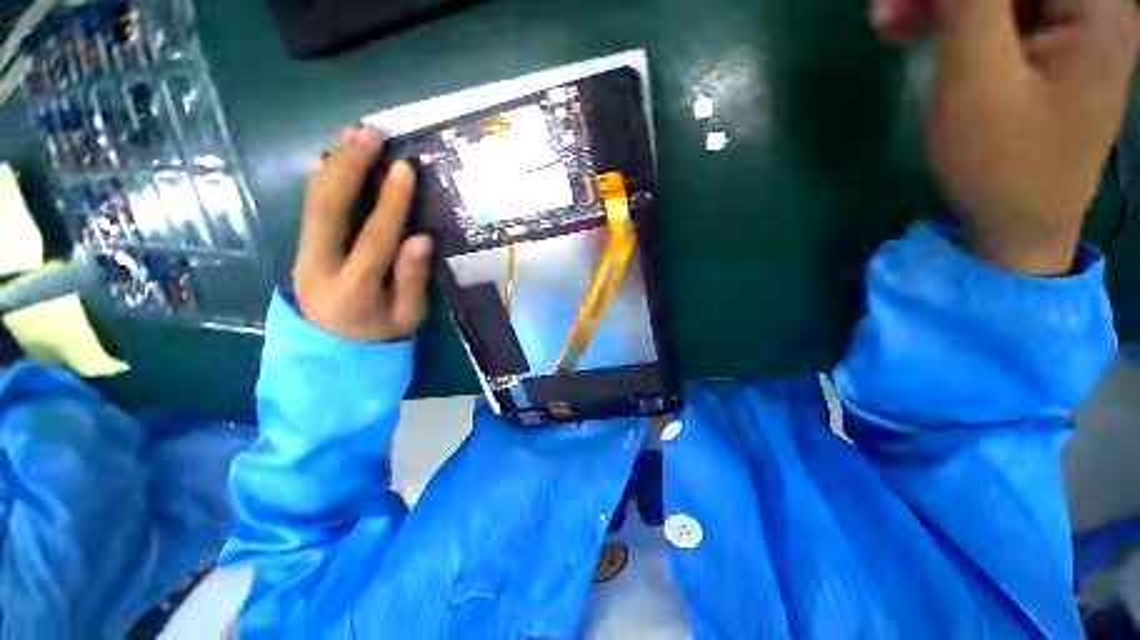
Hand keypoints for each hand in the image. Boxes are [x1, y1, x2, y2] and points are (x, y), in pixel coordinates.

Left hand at [293, 125, 433, 341]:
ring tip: (354, 133)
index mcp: (353, 291)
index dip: (390, 204)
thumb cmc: (382, 332)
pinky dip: (319, 179)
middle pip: (329, 210)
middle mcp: (319, 267)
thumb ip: (412, 280)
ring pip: (314, 202)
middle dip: (350, 166)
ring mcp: (304, 255)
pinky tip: (328, 156)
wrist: (336, 349)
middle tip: (371, 133)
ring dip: (334, 164)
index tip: (404, 168)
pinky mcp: (303, 248)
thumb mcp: (409, 316)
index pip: (373, 240)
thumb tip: (420, 239)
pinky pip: (310, 208)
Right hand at [872, 0, 1139, 274]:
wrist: (1019, 227)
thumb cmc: (1004, 164)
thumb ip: (972, 4)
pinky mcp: (1045, 50)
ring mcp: (1069, 29)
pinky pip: (998, 14)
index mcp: (1095, 9)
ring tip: (894, 24)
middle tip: (888, 12)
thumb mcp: (980, 81)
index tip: (903, 1)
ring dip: (944, 2)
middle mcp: (1091, 8)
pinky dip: (956, 17)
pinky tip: (922, 32)